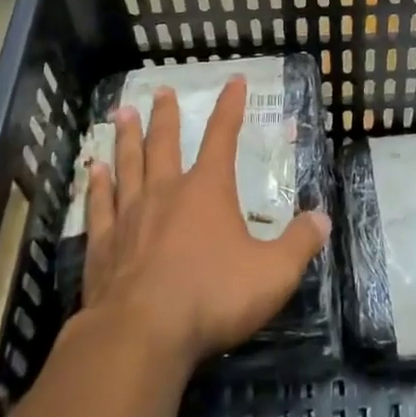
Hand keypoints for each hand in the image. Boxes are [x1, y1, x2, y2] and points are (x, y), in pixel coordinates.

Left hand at [82, 75, 330, 370]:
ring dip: (127, 138)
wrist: (141, 335)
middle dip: (166, 115)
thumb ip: (299, 244)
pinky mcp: (102, 246)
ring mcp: (129, 216)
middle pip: (164, 143)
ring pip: (128, 165)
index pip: (223, 136)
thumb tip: (322, 218)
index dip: (231, 107)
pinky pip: (100, 205)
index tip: (234, 81)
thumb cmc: (211, 297)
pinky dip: (97, 185)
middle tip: (160, 91)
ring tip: (122, 113)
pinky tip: (93, 170)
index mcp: (207, 190)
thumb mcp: (273, 273)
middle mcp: (166, 192)